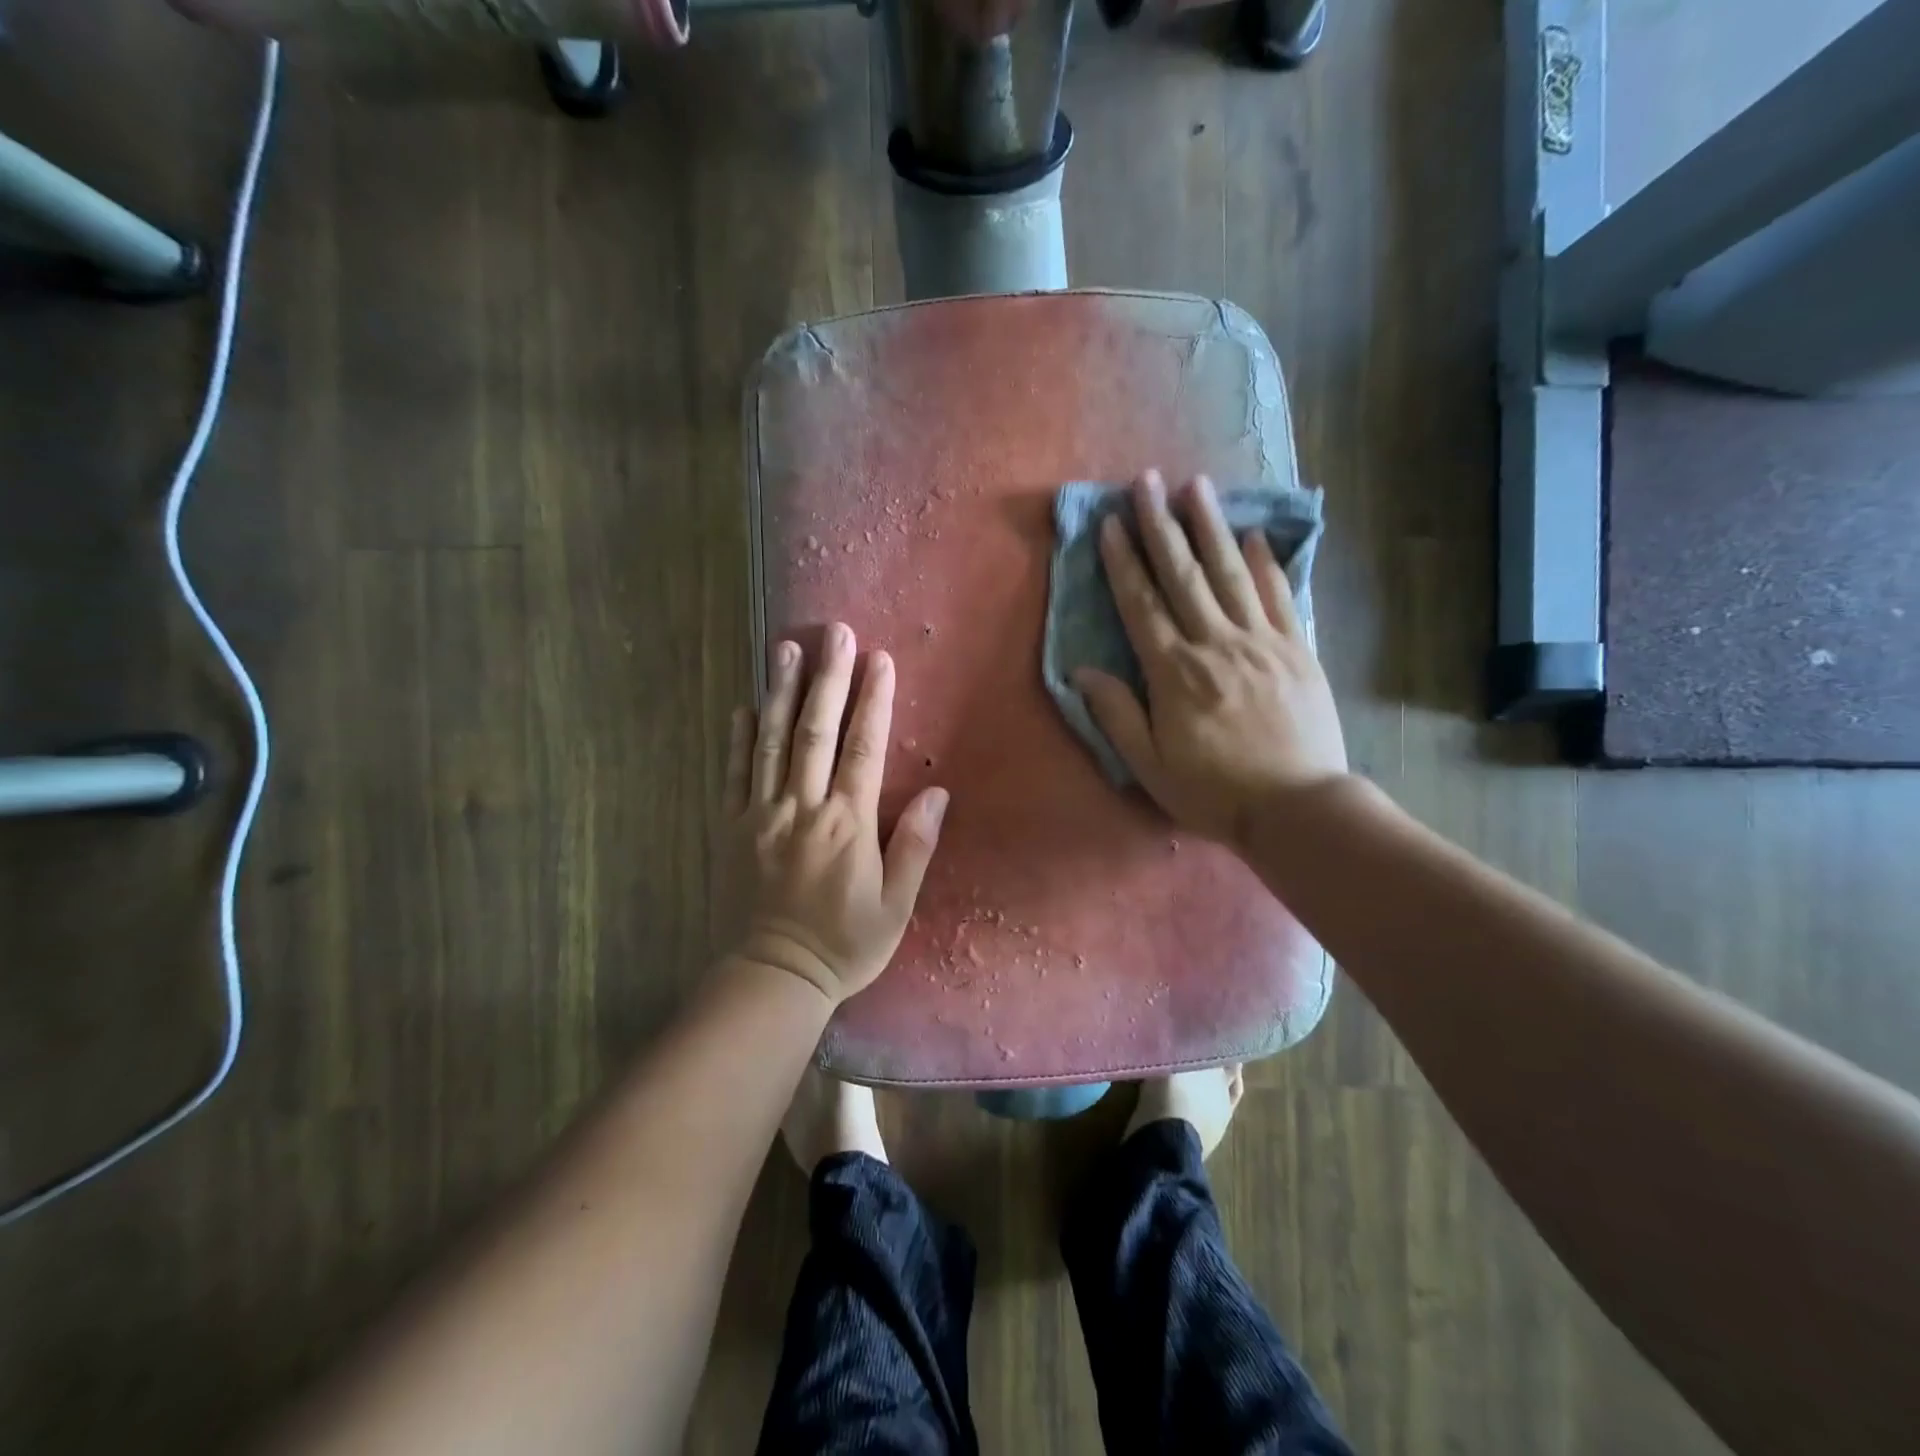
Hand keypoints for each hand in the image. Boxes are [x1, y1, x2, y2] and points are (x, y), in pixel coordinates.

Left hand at [726, 622, 948, 1004]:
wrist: (775, 976)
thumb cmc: (846, 944)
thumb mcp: (896, 906)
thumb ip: (914, 846)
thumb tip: (939, 794)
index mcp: (847, 825)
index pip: (864, 749)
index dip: (874, 701)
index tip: (880, 660)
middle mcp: (803, 809)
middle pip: (816, 732)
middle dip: (829, 678)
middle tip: (835, 633)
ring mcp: (762, 815)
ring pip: (773, 742)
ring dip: (782, 692)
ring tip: (786, 649)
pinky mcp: (733, 828)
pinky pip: (735, 774)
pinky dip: (740, 738)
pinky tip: (745, 705)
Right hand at [1074, 471, 1346, 847]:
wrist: (1297, 809)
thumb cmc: (1214, 792)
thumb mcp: (1150, 765)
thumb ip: (1116, 714)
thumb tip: (1081, 672)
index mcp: (1174, 672)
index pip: (1142, 604)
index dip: (1124, 561)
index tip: (1112, 523)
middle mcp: (1216, 644)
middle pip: (1183, 574)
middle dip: (1160, 524)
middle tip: (1146, 480)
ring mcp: (1261, 642)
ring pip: (1231, 572)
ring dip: (1211, 526)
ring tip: (1197, 485)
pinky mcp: (1297, 650)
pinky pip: (1279, 596)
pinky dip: (1266, 563)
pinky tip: (1255, 535)